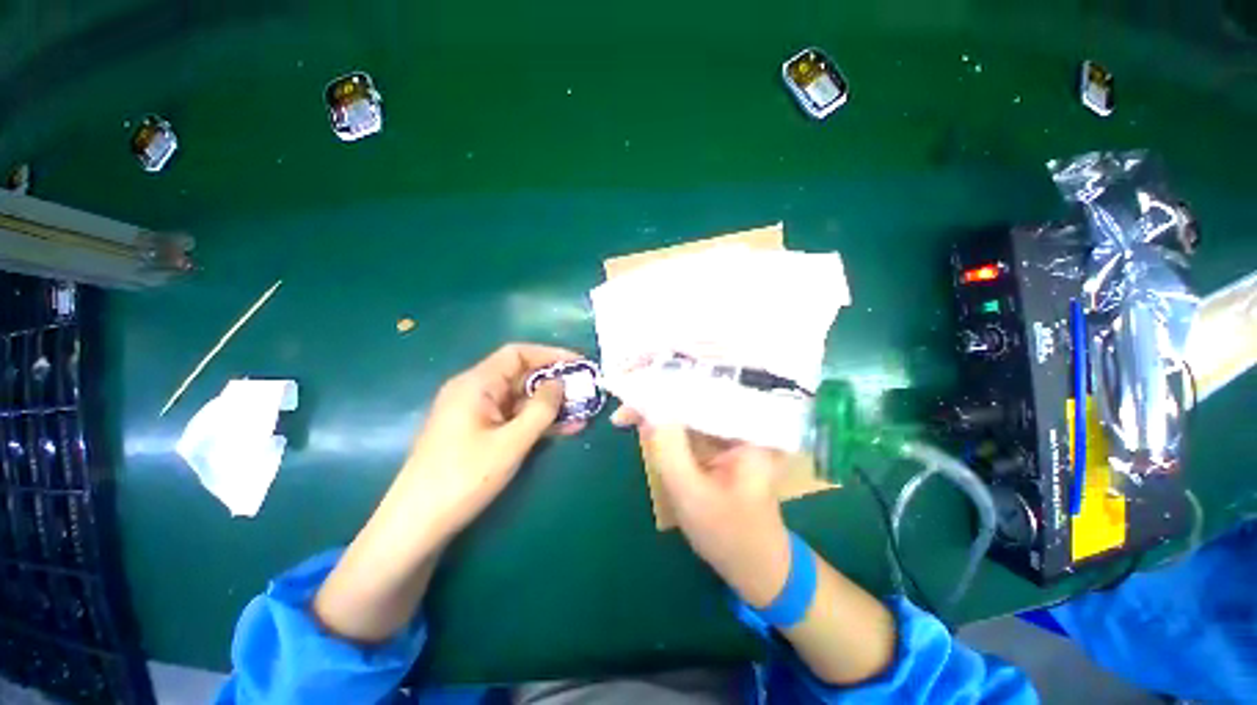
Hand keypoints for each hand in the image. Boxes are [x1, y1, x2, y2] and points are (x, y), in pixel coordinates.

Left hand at [314, 343, 582, 643]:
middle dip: (554, 383)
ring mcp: (476, 413)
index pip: (517, 354)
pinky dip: (537, 421)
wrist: (417, 525)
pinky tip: (563, 429)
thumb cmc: (463, 478)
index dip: (550, 355)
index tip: (578, 364)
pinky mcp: (479, 432)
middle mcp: (475, 391)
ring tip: (581, 413)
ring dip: (550, 405)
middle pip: (521, 376)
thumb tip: (560, 384)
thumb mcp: (511, 442)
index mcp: (476, 384)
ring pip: (520, 399)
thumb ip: (541, 410)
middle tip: (585, 392)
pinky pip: (513, 418)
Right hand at [612, 408, 792, 607]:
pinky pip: (692, 426)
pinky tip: (647, 425)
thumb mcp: (692, 495)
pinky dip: (669, 426)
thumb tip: (650, 410)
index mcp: (750, 431)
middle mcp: (745, 424)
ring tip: (628, 413)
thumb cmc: (730, 536)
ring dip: (660, 411)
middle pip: (697, 398)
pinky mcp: (722, 444)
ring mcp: (733, 434)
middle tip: (624, 407)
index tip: (633, 395)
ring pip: (692, 411)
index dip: (667, 390)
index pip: (704, 395)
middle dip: (659, 399)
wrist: (757, 566)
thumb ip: (670, 451)